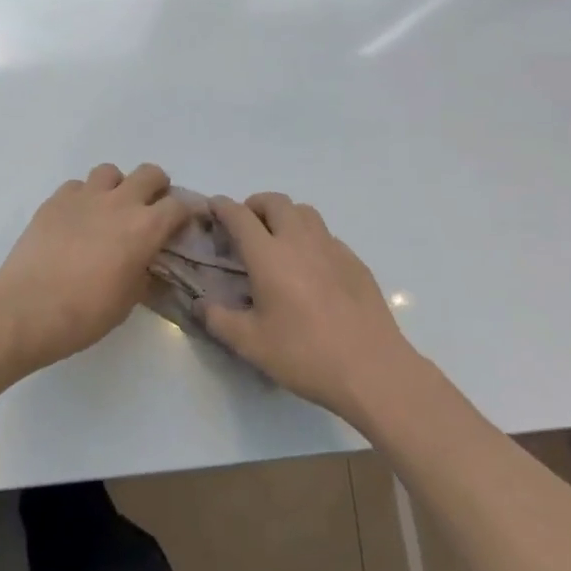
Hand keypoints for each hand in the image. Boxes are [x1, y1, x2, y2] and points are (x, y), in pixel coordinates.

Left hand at [0, 163, 193, 368]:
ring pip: (110, 172)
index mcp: (144, 228)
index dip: (184, 214)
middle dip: (156, 187)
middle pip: (149, 173)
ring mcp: (84, 197)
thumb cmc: (84, 314)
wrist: (26, 309)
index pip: (178, 206)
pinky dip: (83, 197)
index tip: (181, 225)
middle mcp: (119, 203)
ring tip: (109, 210)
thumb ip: (144, 273)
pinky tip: (76, 219)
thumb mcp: (128, 301)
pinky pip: (77, 186)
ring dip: (116, 186)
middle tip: (149, 209)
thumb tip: (147, 264)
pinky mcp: (55, 200)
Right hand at [203, 193, 415, 422]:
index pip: (239, 216)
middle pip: (275, 202)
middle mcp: (299, 241)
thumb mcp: (250, 344)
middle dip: (254, 205)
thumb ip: (218, 319)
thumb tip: (199, 304)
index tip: (212, 207)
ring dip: (285, 216)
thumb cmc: (304, 354)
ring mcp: (331, 248)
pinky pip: (326, 235)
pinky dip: (310, 238)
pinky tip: (310, 268)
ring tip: (277, 241)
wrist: (372, 369)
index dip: (221, 206)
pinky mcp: (355, 261)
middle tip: (245, 227)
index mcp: (268, 255)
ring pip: (304, 212)